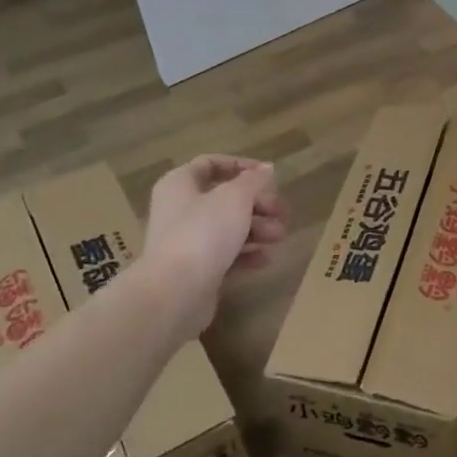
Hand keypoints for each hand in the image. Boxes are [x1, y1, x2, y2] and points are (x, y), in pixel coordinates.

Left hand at [142, 155, 285, 331]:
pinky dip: (246, 254)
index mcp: (180, 184)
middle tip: (280, 212)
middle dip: (257, 204)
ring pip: (227, 228)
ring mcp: (186, 242)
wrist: (176, 292)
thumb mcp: (235, 198)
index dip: (241, 166)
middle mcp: (179, 210)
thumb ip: (254, 181)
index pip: (210, 164)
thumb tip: (266, 169)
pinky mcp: (195, 270)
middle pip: (224, 198)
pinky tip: (266, 259)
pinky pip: (225, 255)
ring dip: (257, 229)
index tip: (269, 176)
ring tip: (279, 237)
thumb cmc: (204, 232)